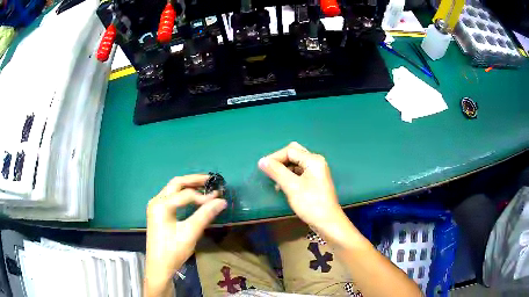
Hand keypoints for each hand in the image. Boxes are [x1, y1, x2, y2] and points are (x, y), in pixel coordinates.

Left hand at [145, 174, 226, 296]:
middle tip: (211, 181)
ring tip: (205, 187)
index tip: (219, 198)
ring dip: (188, 186)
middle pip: (176, 183)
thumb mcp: (190, 233)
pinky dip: (183, 194)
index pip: (186, 194)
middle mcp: (156, 201)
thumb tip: (222, 201)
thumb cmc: (173, 250)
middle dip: (194, 181)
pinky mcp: (157, 213)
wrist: (159, 266)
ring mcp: (155, 206)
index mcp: (161, 204)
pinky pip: (171, 197)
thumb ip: (205, 215)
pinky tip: (193, 198)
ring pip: (173, 189)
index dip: (203, 196)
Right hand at [258, 142, 346, 233]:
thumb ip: (276, 171)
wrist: (328, 222)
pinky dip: (290, 176)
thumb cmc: (311, 203)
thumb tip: (261, 161)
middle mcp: (316, 162)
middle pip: (294, 154)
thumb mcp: (292, 187)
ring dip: (284, 169)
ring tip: (275, 181)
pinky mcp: (315, 181)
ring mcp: (316, 171)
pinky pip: (299, 172)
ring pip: (296, 163)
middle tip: (269, 171)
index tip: (262, 168)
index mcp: (313, 160)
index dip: (275, 158)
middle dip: (280, 161)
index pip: (289, 151)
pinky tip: (283, 186)